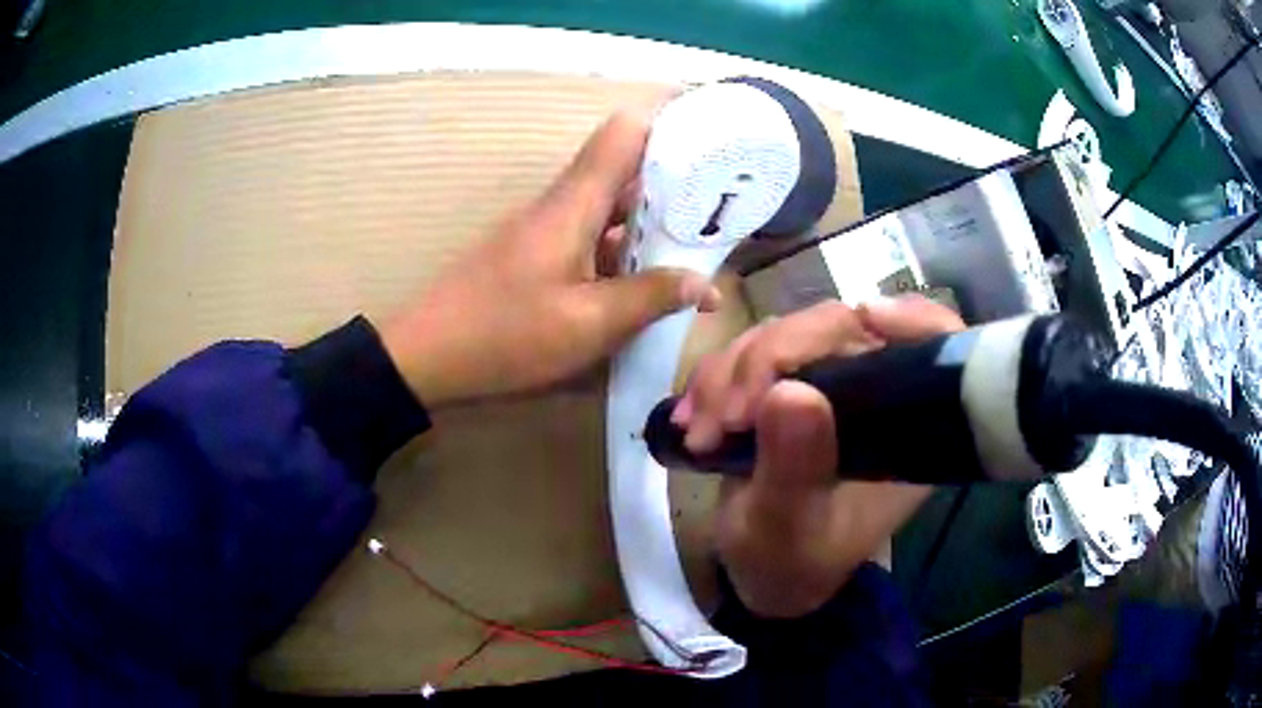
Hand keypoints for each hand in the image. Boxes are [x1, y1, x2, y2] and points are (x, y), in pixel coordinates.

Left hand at [380, 98, 718, 406]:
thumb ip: (649, 298)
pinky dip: (621, 252)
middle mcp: (561, 205)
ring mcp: (545, 230)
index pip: (624, 134)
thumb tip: (703, 283)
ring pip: (608, 209)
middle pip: (623, 171)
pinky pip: (589, 238)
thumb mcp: (587, 325)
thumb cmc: (505, 336)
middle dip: (674, 185)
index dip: (667, 123)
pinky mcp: (535, 254)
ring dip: (649, 226)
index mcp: (574, 204)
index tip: (711, 137)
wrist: (425, 355)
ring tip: (697, 250)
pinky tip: (644, 284)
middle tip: (723, 209)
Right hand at [673, 296, 963, 616]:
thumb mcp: (788, 529)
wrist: (759, 572)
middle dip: (770, 358)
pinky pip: (751, 350)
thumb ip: (795, 470)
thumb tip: (790, 392)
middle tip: (725, 417)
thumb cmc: (790, 563)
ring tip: (702, 433)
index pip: (937, 347)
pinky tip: (693, 419)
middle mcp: (877, 394)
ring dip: (731, 371)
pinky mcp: (788, 382)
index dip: (914, 318)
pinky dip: (715, 377)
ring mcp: (830, 383)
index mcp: (907, 430)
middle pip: (840, 326)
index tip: (863, 316)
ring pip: (786, 331)